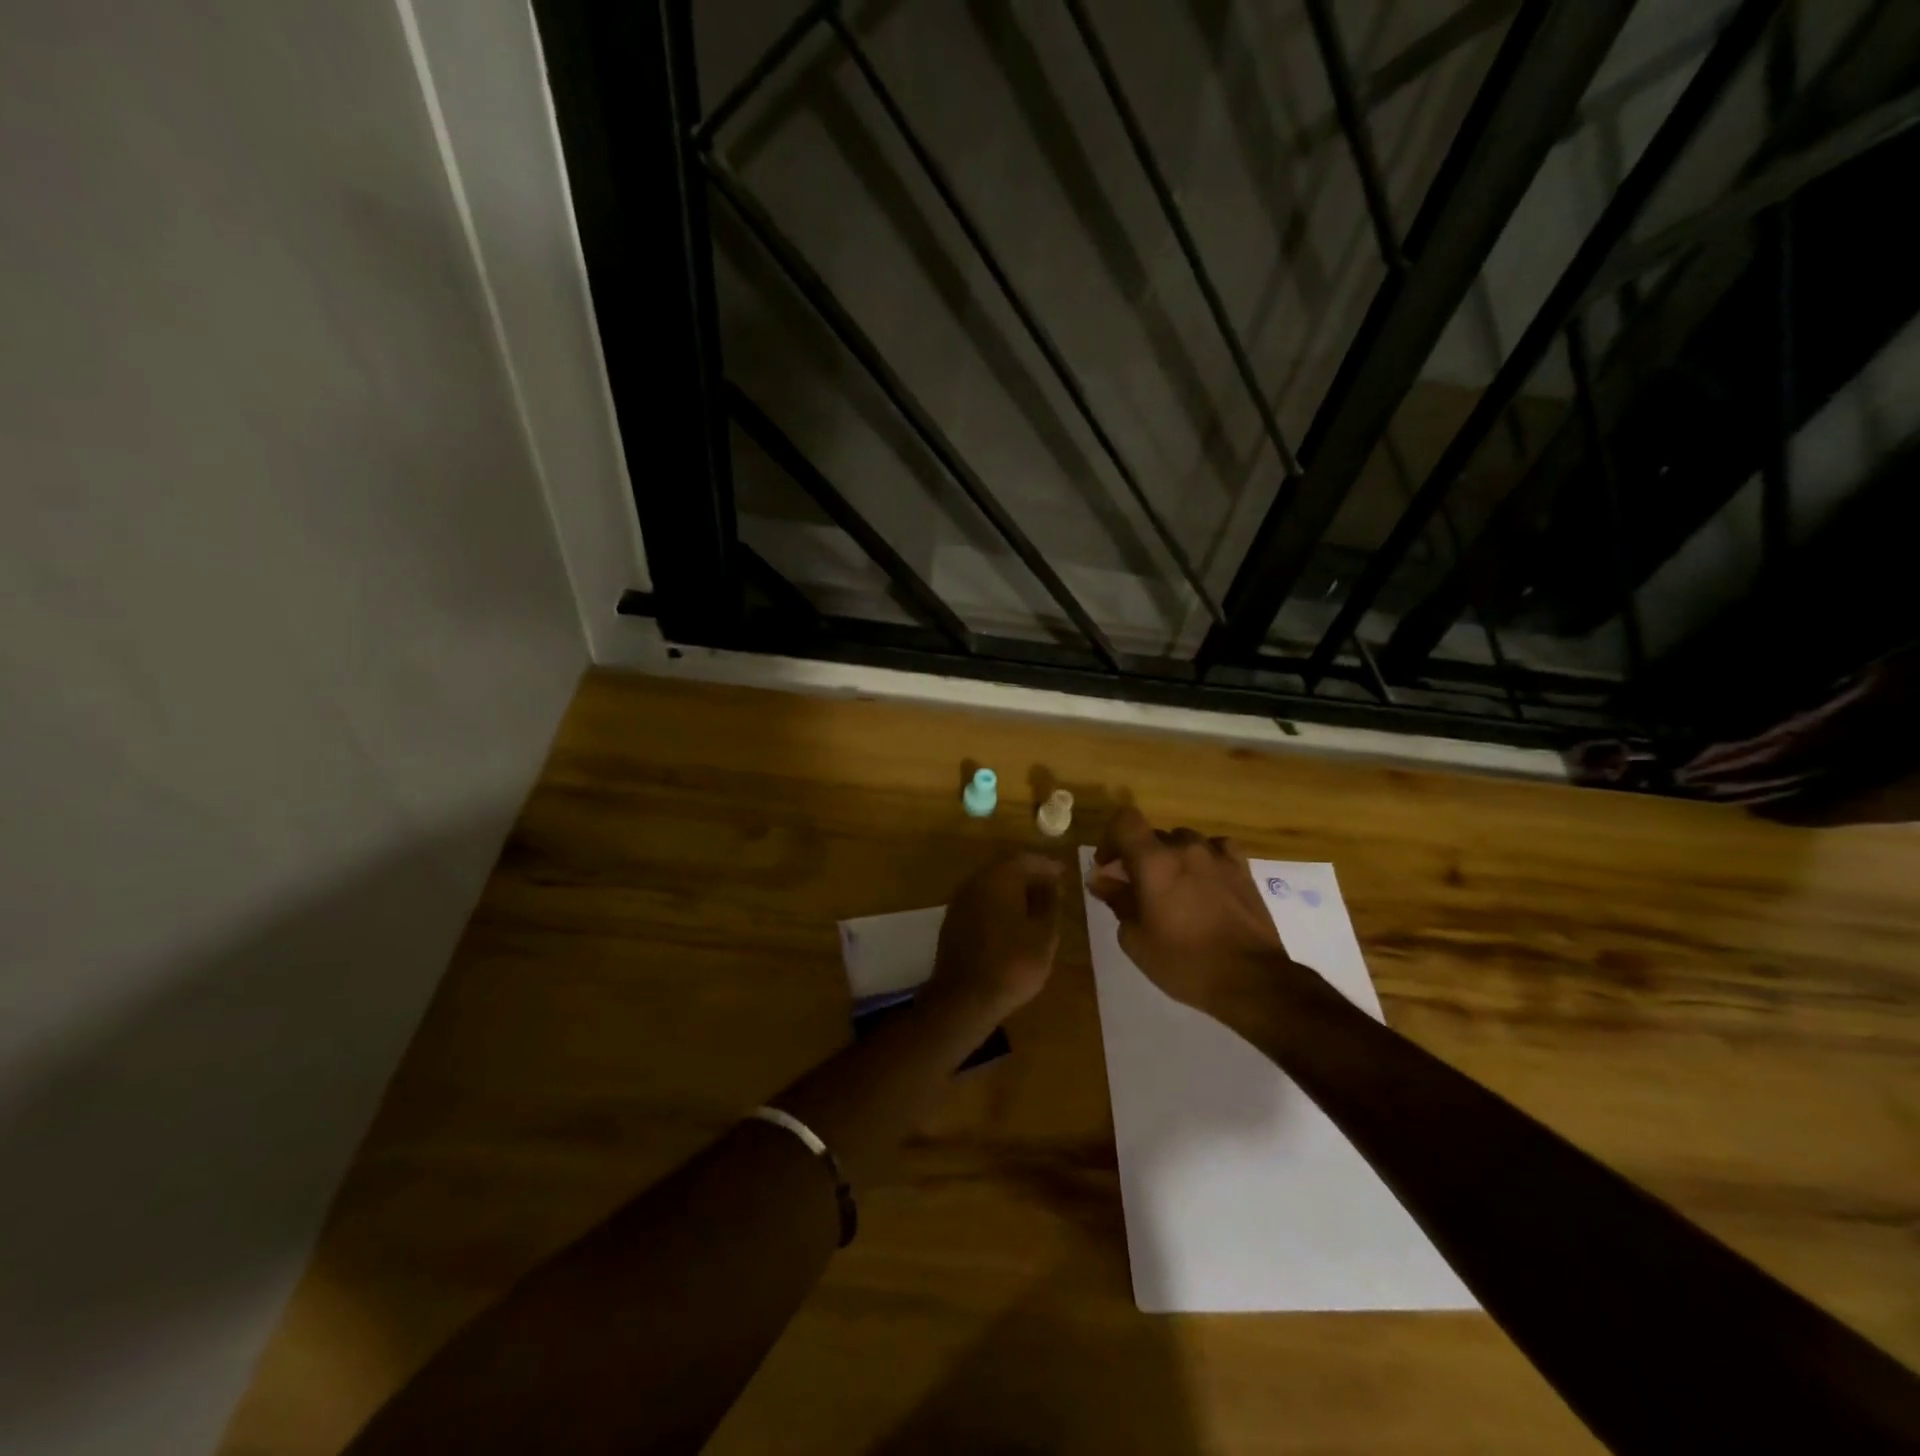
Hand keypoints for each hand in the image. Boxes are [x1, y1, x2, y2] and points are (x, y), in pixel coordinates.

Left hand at [928, 853, 1062, 1020]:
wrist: (964, 998)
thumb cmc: (1012, 964)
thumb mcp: (1044, 935)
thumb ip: (1050, 903)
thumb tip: (1052, 883)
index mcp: (999, 877)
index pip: (1027, 859)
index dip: (1047, 865)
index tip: (1064, 873)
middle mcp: (976, 881)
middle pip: (1006, 868)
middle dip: (1029, 874)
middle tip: (1051, 887)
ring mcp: (960, 900)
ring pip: (991, 883)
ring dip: (1013, 889)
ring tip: (1035, 905)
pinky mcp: (953, 919)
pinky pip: (981, 900)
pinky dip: (998, 903)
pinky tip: (1011, 920)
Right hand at [1087, 807, 1289, 1011]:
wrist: (1251, 980)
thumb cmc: (1184, 962)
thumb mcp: (1135, 939)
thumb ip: (1117, 900)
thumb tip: (1101, 879)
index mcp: (1153, 861)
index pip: (1125, 821)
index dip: (1110, 838)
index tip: (1107, 867)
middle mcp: (1185, 848)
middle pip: (1153, 835)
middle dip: (1139, 856)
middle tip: (1136, 889)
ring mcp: (1218, 856)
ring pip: (1184, 841)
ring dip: (1171, 858)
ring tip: (1173, 889)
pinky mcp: (1242, 870)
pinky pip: (1217, 849)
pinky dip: (1205, 858)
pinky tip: (1205, 880)